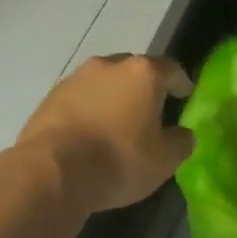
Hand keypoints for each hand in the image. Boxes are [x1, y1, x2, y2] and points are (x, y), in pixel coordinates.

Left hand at [16, 55, 195, 213]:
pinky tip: (90, 132)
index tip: (185, 95)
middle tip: (151, 110)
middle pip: (135, 70)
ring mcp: (76, 78)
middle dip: (145, 87)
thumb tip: (182, 133)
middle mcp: (109, 65)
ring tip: (118, 122)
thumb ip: (181, 142)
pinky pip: (80, 98)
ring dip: (114, 97)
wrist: (52, 171)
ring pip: (104, 82)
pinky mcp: (51, 96)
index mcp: (143, 74)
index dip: (181, 82)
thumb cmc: (118, 161)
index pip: (170, 69)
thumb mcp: (164, 160)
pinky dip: (90, 109)